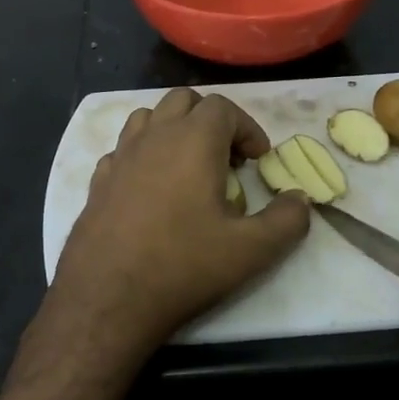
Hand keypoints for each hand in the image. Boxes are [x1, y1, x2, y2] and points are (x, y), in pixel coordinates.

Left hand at [48, 88, 310, 352]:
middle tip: (226, 158)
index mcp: (193, 141)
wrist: (108, 298)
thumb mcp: (252, 250)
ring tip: (189, 166)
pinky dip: (143, 156)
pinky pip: (123, 150)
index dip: (247, 128)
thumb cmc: (184, 266)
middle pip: (184, 101)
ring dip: (174, 130)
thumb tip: (300, 200)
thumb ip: (287, 220)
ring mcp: (120, 157)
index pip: (224, 108)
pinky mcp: (98, 182)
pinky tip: (152, 190)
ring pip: (149, 118)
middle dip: (211, 120)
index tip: (257, 160)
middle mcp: (154, 137)